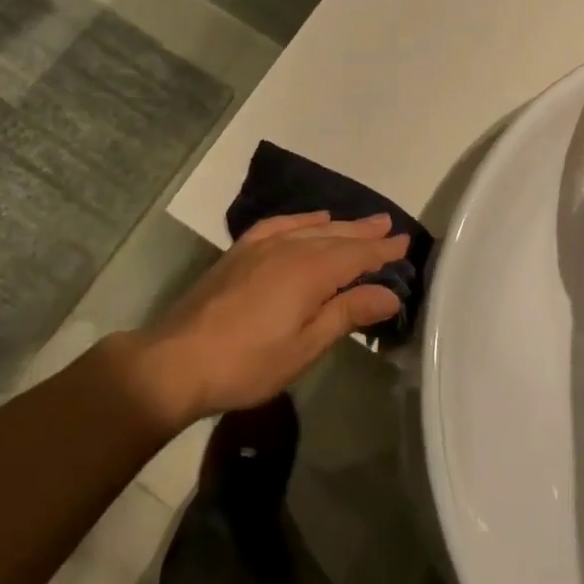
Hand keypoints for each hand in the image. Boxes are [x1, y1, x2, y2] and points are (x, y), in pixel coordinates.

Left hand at [129, 212, 409, 426]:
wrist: (177, 360)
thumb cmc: (248, 363)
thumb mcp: (305, 346)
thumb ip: (347, 314)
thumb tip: (390, 294)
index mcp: (310, 272)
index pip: (357, 255)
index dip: (382, 251)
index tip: (405, 243)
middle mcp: (289, 249)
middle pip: (336, 236)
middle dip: (364, 233)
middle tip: (389, 227)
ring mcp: (260, 247)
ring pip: (309, 228)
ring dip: (338, 225)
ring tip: (359, 222)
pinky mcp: (239, 252)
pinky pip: (277, 225)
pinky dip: (299, 220)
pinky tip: (310, 221)